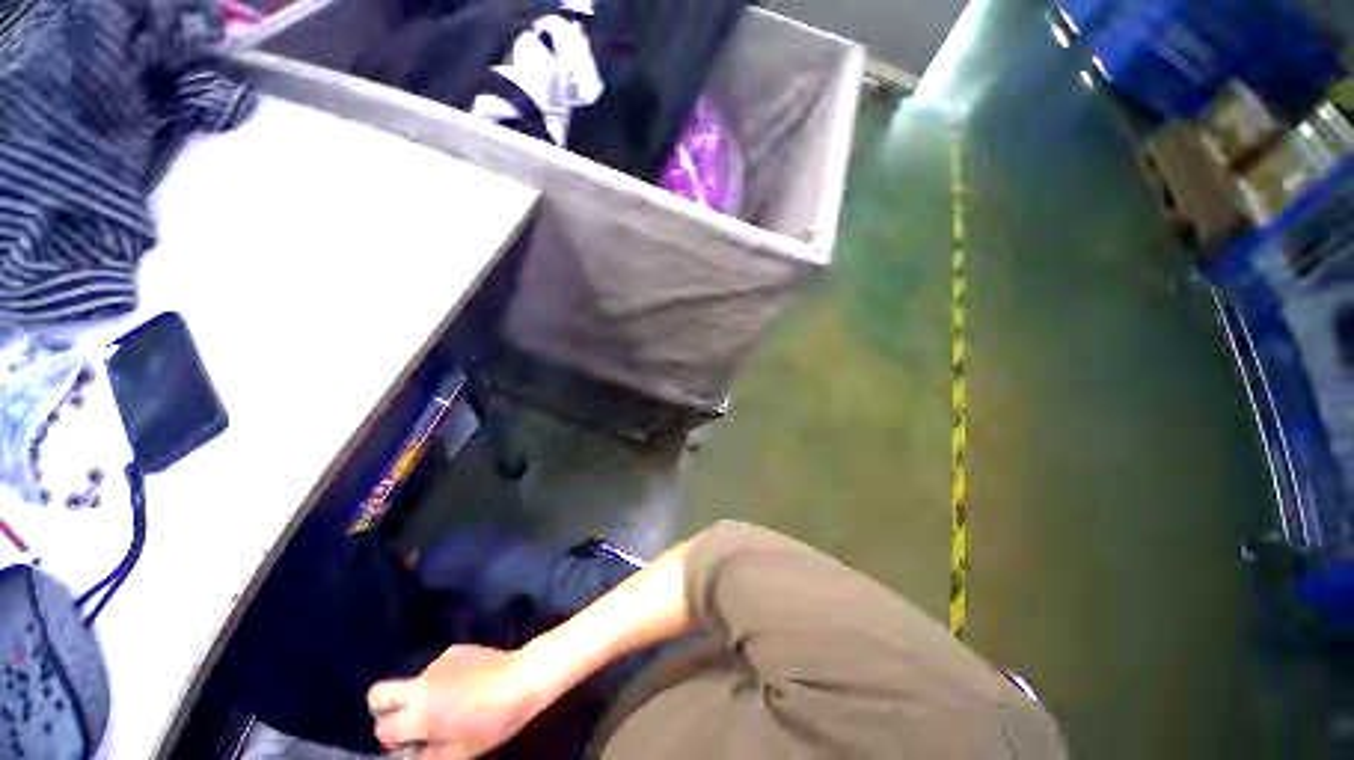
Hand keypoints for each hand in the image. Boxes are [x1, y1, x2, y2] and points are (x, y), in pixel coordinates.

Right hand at [368, 645, 543, 758]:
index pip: (382, 729)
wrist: (522, 677)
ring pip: (413, 682)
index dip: (391, 740)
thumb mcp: (458, 753)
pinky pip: (438, 670)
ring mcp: (437, 663)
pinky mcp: (454, 649)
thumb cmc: (492, 722)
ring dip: (422, 695)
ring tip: (453, 703)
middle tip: (407, 720)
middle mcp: (421, 685)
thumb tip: (408, 753)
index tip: (409, 743)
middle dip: (384, 709)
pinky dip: (443, 680)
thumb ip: (425, 756)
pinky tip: (467, 685)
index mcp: (418, 714)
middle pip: (378, 693)